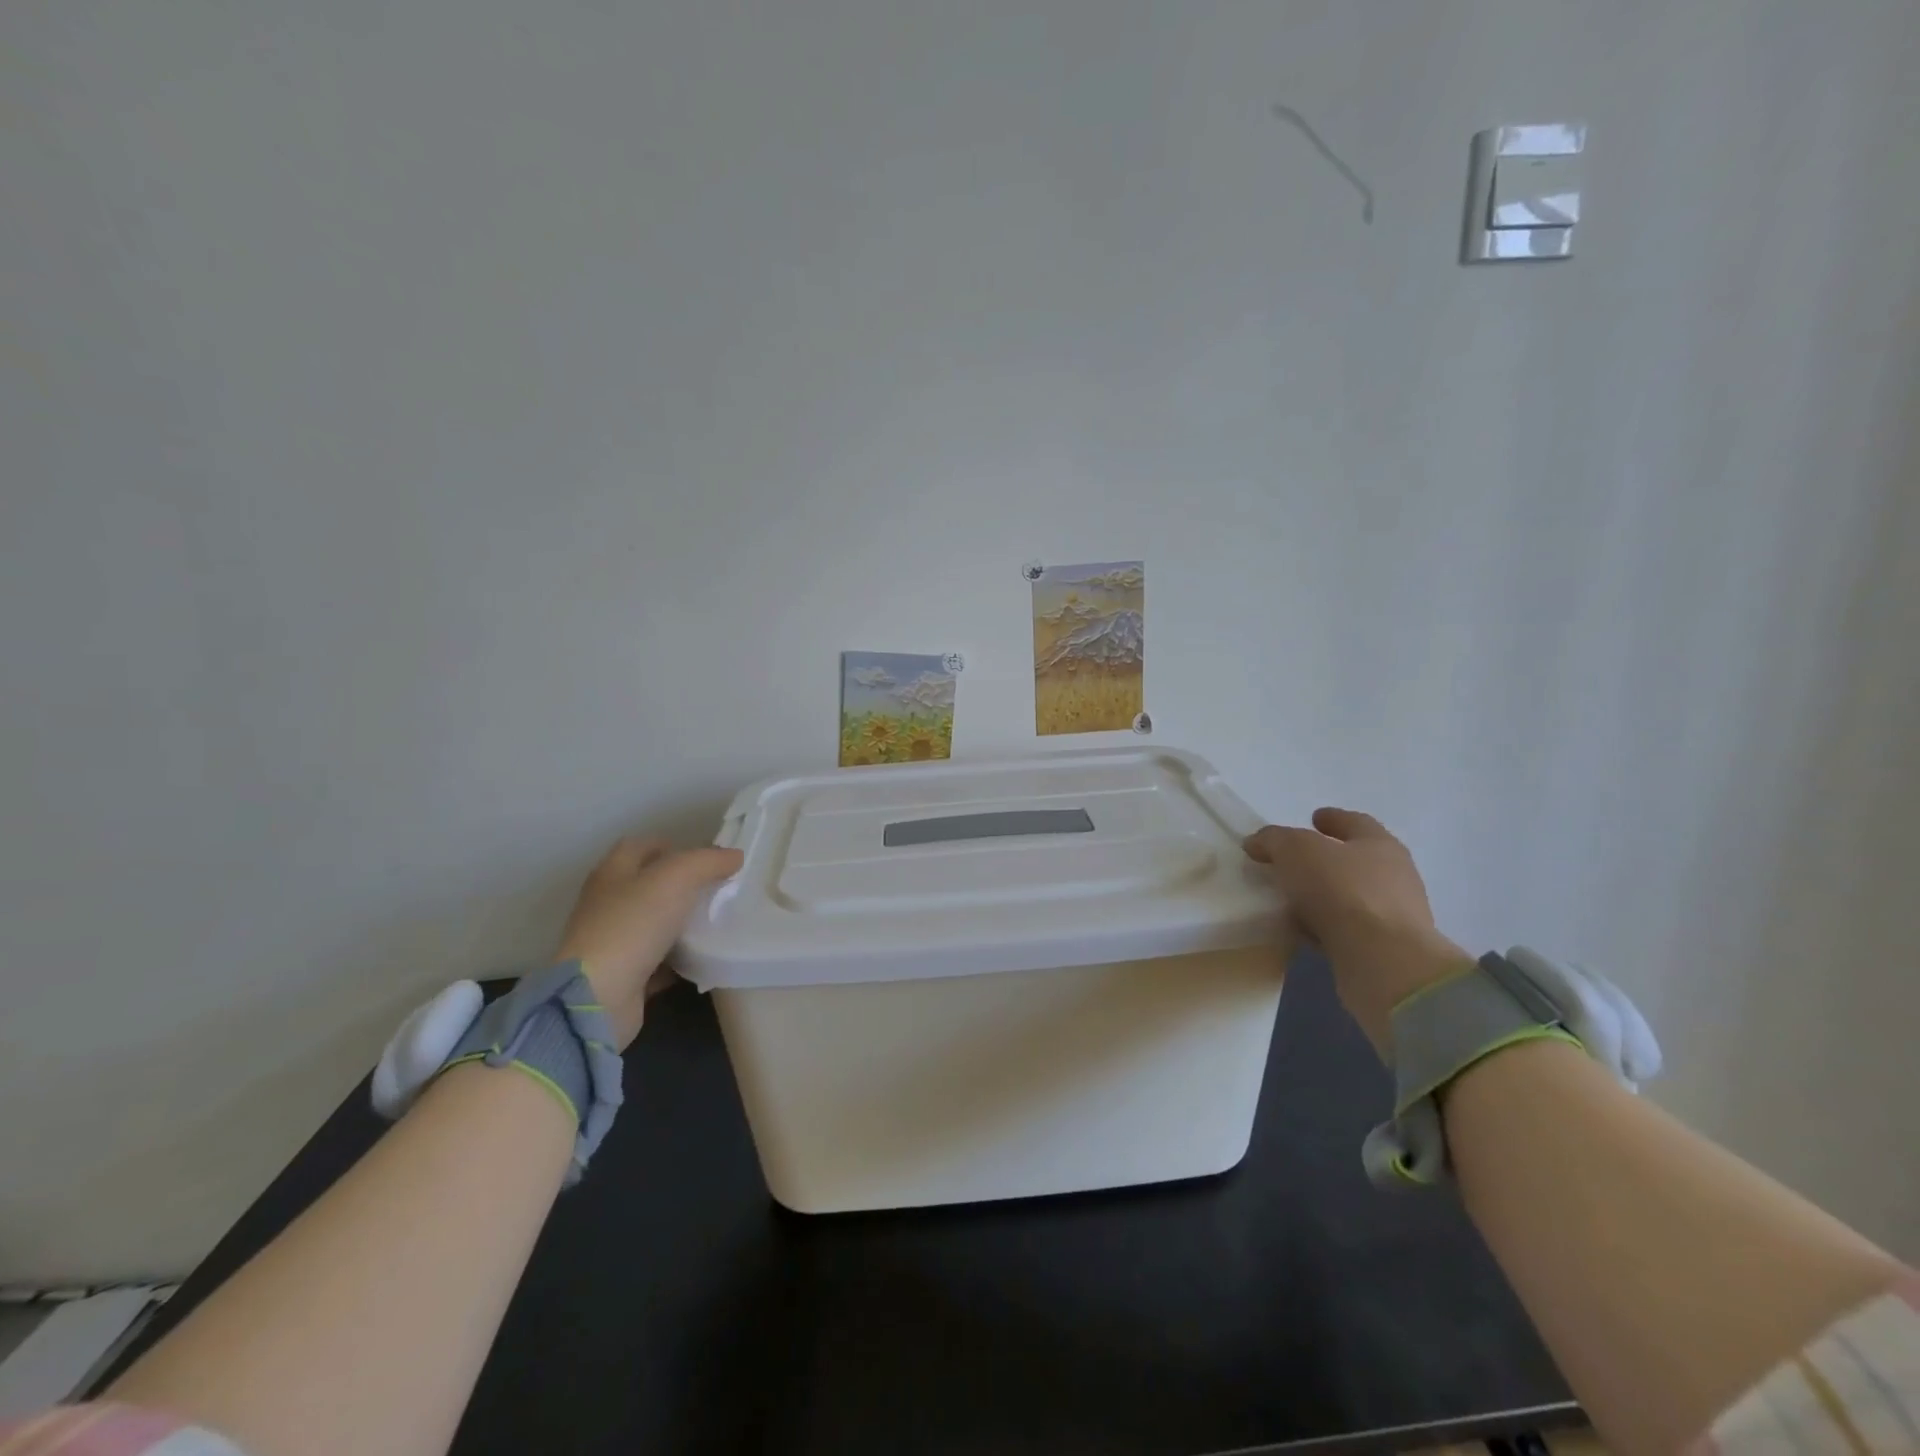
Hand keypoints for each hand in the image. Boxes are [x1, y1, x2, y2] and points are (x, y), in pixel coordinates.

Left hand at [553, 838, 743, 1047]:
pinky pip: (657, 961)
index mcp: (612, 874)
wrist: (599, 997)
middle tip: (717, 888)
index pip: (639, 846)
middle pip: (647, 885)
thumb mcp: (677, 878)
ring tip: (716, 921)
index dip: (671, 845)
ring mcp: (612, 943)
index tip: (704, 857)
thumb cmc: (634, 925)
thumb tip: (734, 856)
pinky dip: (678, 958)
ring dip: (681, 922)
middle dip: (681, 885)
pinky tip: (703, 958)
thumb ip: (708, 861)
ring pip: (653, 923)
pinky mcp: (622, 976)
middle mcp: (607, 905)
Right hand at [1243, 808, 1471, 1053]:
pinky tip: (1300, 928)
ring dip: (1322, 895)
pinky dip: (1323, 925)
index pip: (1355, 822)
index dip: (1333, 818)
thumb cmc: (1342, 890)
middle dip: (1325, 858)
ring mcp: (1392, 916)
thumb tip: (1257, 843)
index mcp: (1379, 844)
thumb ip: (1273, 840)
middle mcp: (1393, 876)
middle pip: (1355, 859)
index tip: (1312, 818)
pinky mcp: (1383, 950)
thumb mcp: (1295, 850)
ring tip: (1289, 897)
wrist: (1382, 962)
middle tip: (1292, 860)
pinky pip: (1344, 929)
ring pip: (1349, 896)